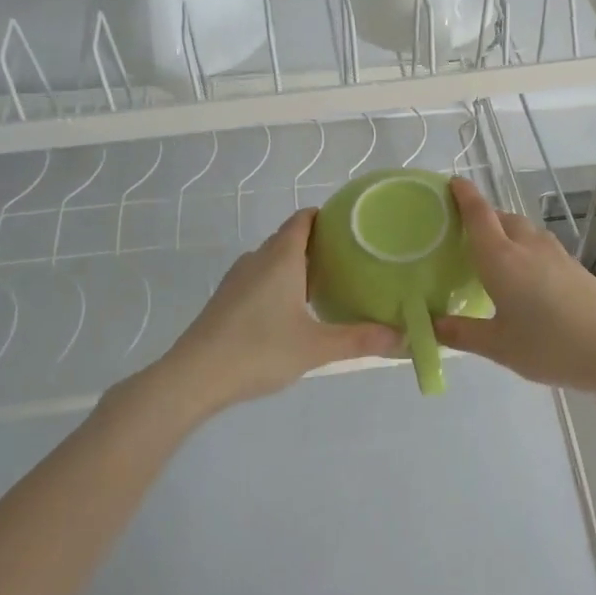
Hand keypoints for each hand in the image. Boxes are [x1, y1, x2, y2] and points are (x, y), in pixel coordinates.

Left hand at [154, 209, 401, 411]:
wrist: (193, 377)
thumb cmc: (258, 351)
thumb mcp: (316, 347)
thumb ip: (359, 339)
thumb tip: (402, 335)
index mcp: (280, 258)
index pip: (303, 220)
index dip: (327, 216)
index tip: (353, 226)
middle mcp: (257, 260)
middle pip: (289, 238)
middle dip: (318, 244)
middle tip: (352, 259)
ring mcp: (237, 280)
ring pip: (273, 260)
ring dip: (297, 265)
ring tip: (328, 283)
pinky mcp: (226, 300)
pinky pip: (259, 278)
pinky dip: (280, 283)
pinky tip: (293, 310)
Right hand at [434, 177, 595, 394]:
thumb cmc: (551, 345)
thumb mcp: (499, 346)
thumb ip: (463, 333)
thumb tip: (432, 325)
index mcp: (501, 258)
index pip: (478, 215)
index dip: (464, 195)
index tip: (452, 182)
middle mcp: (527, 246)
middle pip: (501, 218)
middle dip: (482, 218)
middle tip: (463, 233)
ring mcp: (555, 253)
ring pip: (523, 230)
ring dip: (505, 232)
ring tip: (493, 254)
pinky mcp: (573, 265)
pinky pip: (539, 245)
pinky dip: (524, 248)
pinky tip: (524, 274)